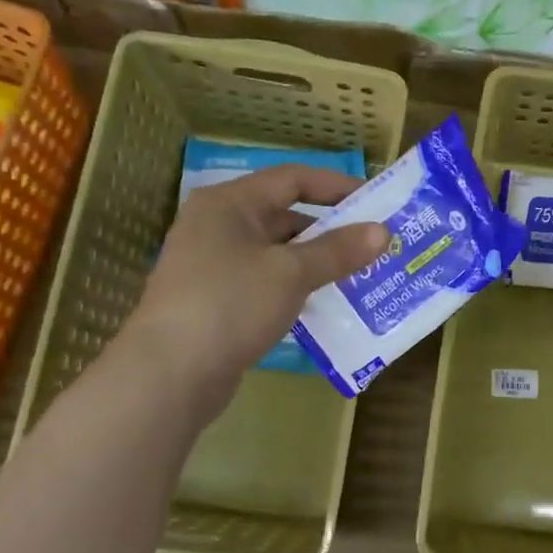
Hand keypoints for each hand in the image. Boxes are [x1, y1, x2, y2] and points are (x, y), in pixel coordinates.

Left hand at [125, 165, 387, 419]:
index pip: (292, 178)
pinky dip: (295, 290)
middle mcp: (217, 227)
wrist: (169, 374)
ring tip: (360, 277)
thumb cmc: (230, 304)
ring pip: (277, 255)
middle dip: (331, 232)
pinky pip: (266, 285)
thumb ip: (338, 250)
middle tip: (374, 246)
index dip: (336, 186)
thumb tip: (382, 231)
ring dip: (316, 264)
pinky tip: (325, 307)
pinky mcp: (216, 302)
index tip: (376, 202)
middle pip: (284, 217)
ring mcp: (213, 266)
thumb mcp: (291, 273)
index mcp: (230, 204)